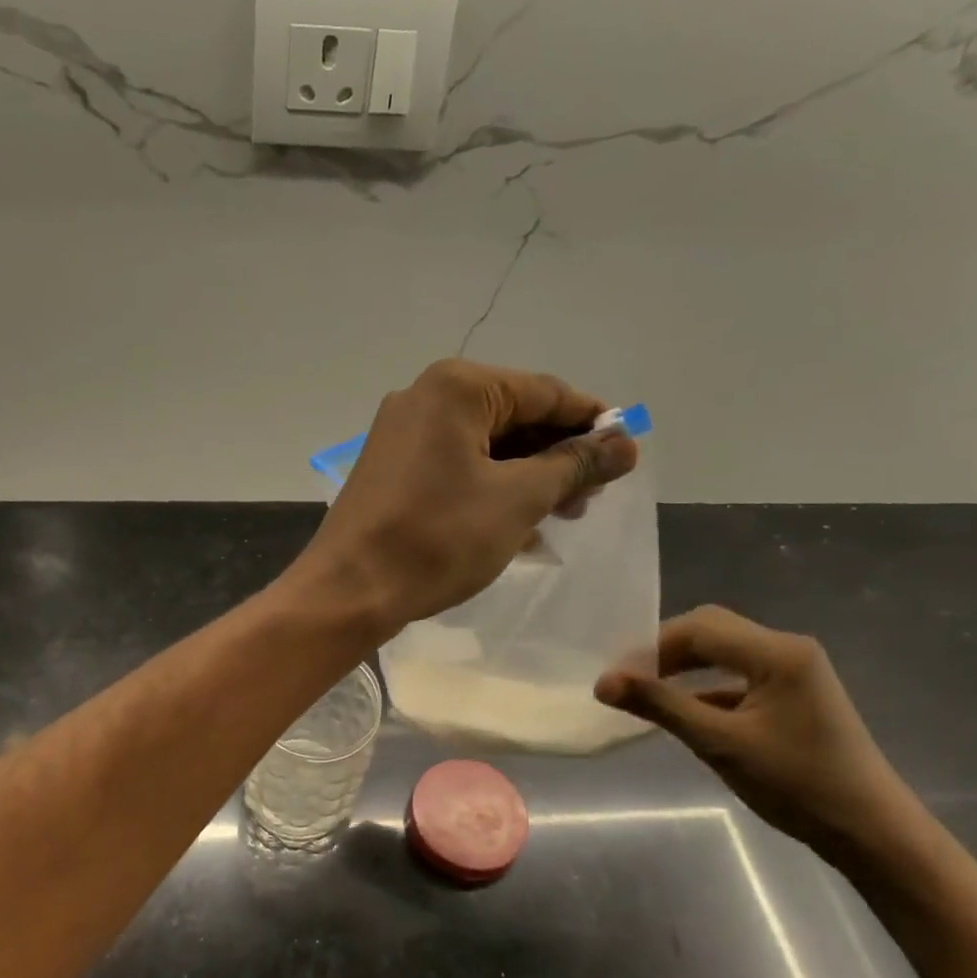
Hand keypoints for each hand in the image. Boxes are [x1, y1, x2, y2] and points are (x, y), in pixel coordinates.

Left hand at [294, 359, 637, 633]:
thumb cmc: (437, 538)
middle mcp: (425, 398)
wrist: (349, 590)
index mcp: (457, 388)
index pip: (544, 392)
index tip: (627, 454)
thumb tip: (625, 442)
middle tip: (593, 496)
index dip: (591, 422)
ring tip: (564, 514)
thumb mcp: (518, 499)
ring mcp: (402, 435)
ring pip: (484, 447)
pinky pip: (456, 468)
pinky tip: (520, 525)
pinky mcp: (392, 470)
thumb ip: (574, 464)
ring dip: (527, 478)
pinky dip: (491, 490)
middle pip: (513, 417)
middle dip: (557, 456)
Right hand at [595, 605, 923, 864]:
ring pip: (722, 651)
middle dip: (663, 651)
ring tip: (645, 692)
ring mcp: (794, 670)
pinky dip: (704, 685)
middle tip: (627, 681)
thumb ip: (660, 705)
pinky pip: (737, 674)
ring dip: (682, 666)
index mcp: (777, 653)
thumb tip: (603, 683)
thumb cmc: (797, 784)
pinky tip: (682, 709)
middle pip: (710, 630)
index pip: (697, 629)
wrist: (871, 832)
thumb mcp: (719, 743)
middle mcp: (787, 649)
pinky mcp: (793, 693)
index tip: (614, 678)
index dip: (649, 647)